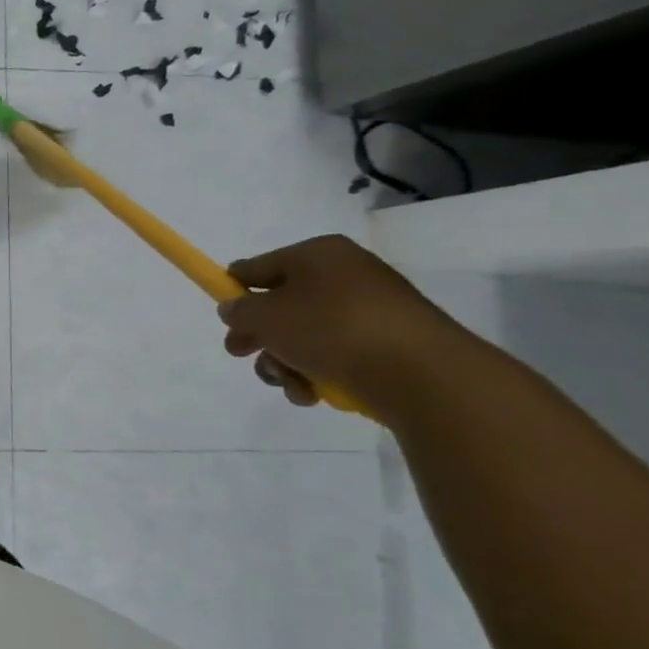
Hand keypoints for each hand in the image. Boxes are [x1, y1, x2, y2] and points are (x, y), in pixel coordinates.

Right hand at [217, 234, 474, 413]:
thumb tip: (235, 308)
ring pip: (306, 335)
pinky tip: (315, 394)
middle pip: (283, 305)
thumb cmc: (333, 330)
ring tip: (290, 384)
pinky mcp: (391, 345)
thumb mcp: (266, 316)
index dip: (234, 290)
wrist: (424, 376)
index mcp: (318, 254)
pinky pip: (338, 355)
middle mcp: (346, 275)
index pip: (258, 267)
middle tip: (242, 354)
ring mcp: (372, 311)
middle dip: (261, 335)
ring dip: (286, 361)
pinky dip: (319, 374)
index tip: (224, 318)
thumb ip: (240, 310)